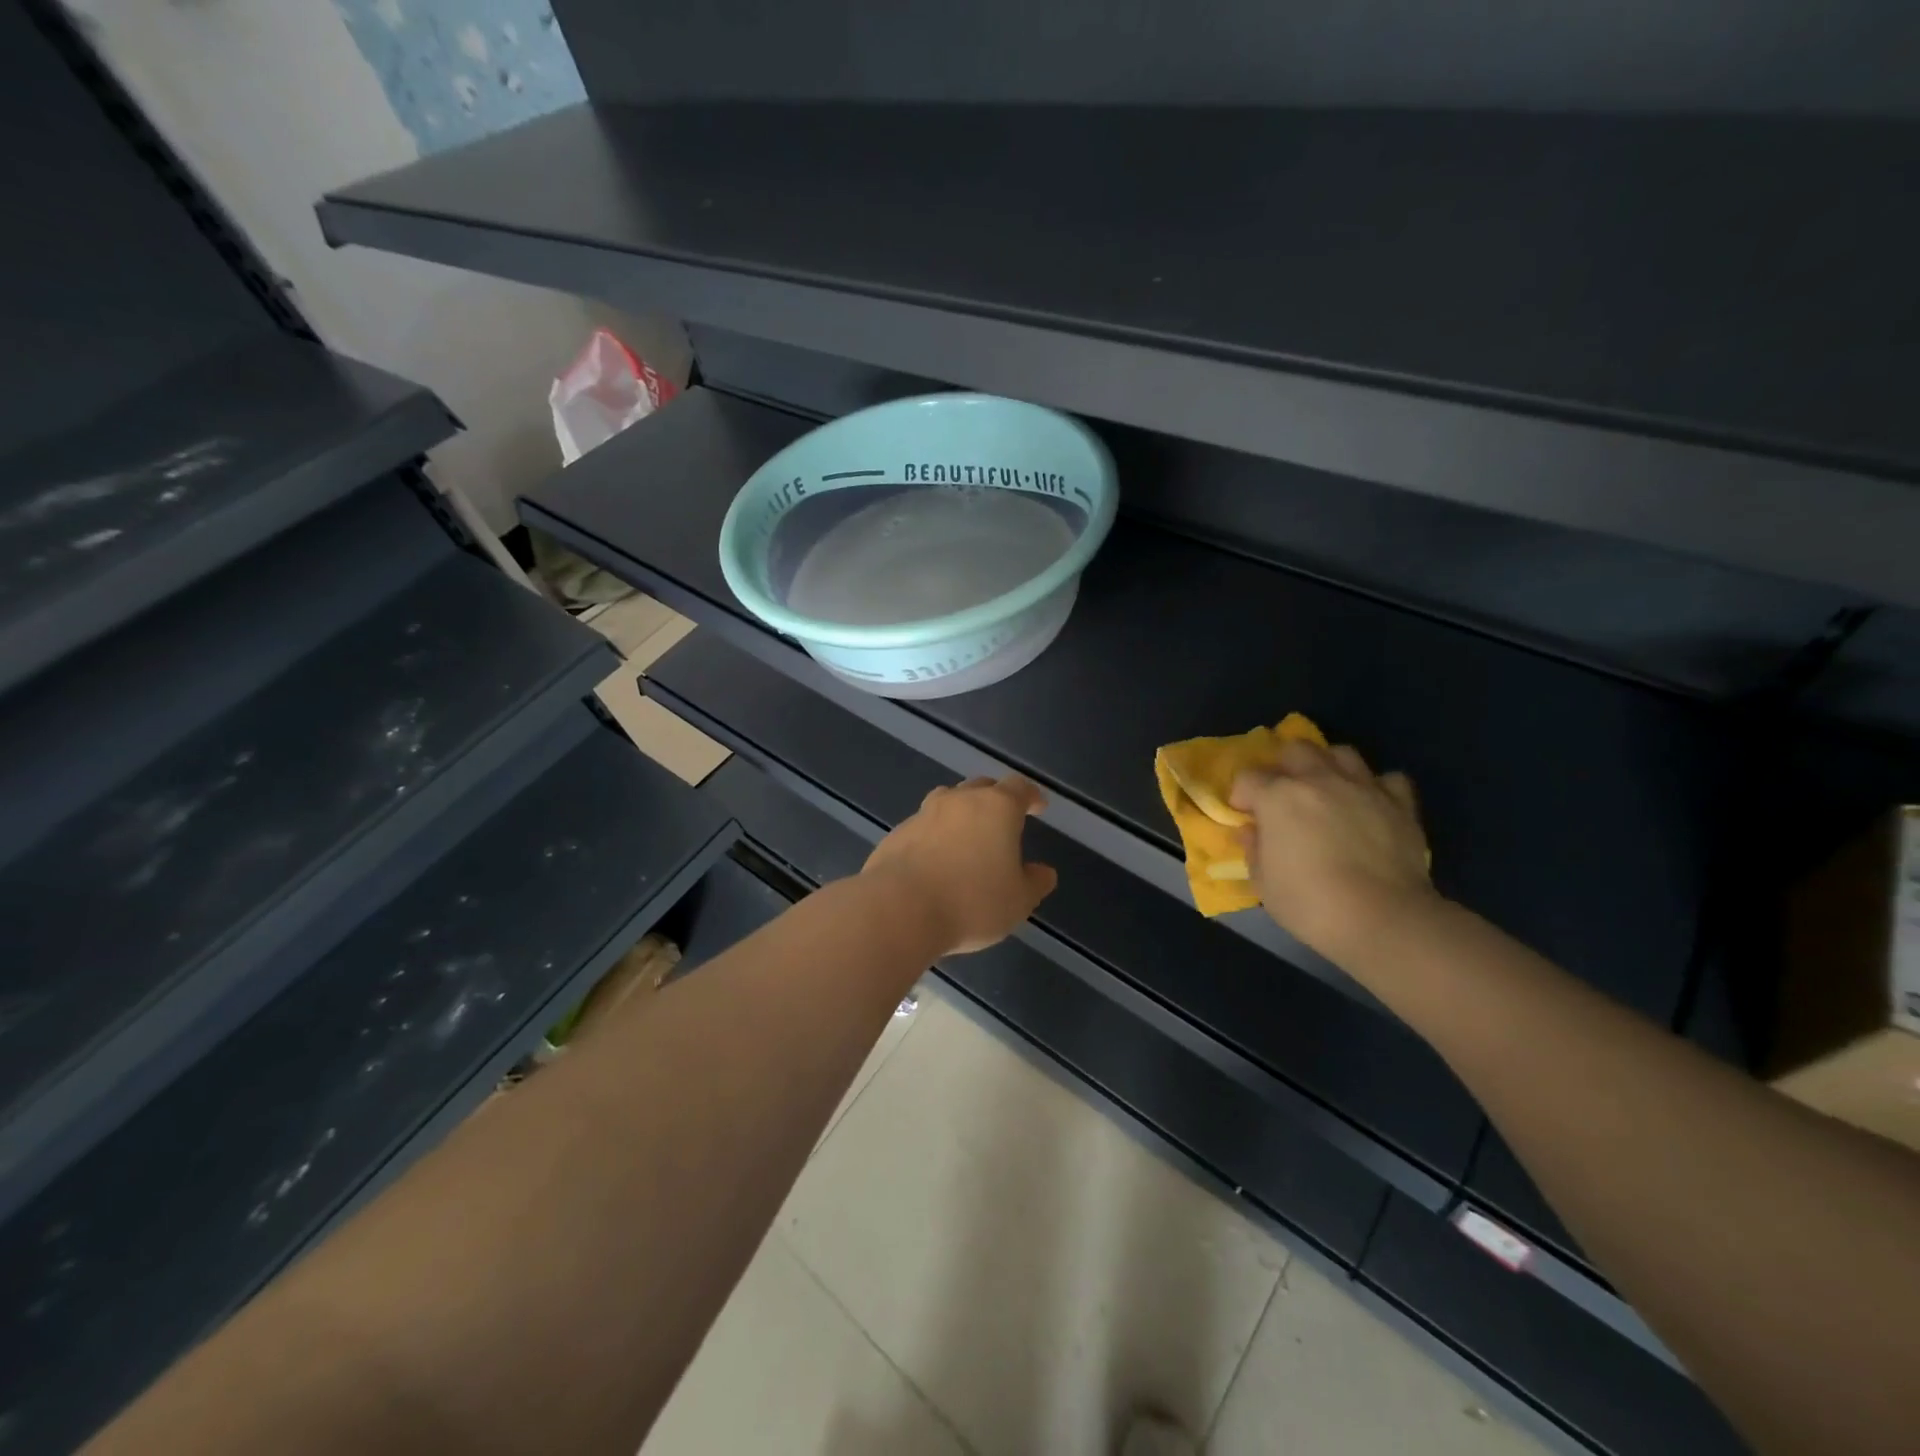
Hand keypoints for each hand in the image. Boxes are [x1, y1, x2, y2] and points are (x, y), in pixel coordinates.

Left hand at [863, 776, 1058, 954]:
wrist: (900, 909)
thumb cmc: (972, 902)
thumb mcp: (1018, 901)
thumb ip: (1034, 883)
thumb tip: (1044, 872)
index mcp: (996, 808)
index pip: (1019, 788)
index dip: (1030, 795)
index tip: (1038, 806)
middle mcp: (960, 801)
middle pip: (982, 787)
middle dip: (996, 798)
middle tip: (1003, 819)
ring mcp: (924, 814)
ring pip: (948, 800)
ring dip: (961, 812)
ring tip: (967, 835)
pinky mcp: (897, 833)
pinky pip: (923, 826)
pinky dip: (934, 835)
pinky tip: (935, 859)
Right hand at [1230, 740, 1434, 961]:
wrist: (1382, 919)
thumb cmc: (1310, 903)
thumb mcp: (1263, 883)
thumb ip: (1254, 849)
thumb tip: (1252, 831)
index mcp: (1278, 797)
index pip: (1248, 778)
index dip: (1243, 796)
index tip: (1246, 817)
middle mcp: (1319, 780)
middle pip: (1295, 750)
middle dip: (1284, 768)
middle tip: (1285, 796)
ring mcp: (1362, 788)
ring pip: (1341, 753)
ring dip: (1329, 767)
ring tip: (1327, 791)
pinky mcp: (1400, 804)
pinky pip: (1388, 779)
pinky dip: (1377, 787)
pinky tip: (1371, 805)